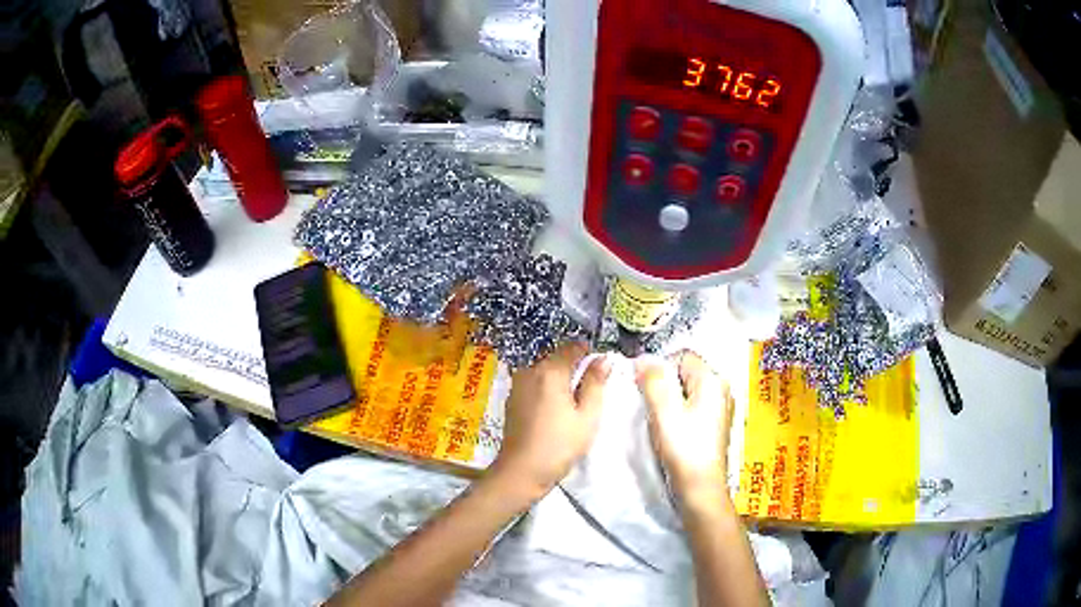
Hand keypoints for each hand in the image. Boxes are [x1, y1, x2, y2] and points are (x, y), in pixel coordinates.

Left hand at [491, 342, 611, 499]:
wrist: (522, 471)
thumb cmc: (560, 444)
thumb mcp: (587, 416)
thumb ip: (595, 384)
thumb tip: (603, 360)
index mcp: (550, 371)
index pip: (572, 347)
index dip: (588, 353)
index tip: (600, 369)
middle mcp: (530, 371)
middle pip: (556, 358)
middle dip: (574, 368)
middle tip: (589, 390)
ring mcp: (517, 385)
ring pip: (544, 372)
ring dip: (559, 380)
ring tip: (573, 403)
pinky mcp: (512, 399)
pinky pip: (534, 384)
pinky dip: (546, 390)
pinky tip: (554, 411)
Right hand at [635, 351, 733, 504]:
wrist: (701, 487)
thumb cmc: (683, 448)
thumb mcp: (663, 411)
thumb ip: (652, 381)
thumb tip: (642, 359)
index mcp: (713, 380)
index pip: (682, 355)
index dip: (661, 368)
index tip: (647, 390)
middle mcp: (721, 388)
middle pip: (686, 372)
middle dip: (665, 385)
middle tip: (653, 407)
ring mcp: (721, 407)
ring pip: (688, 390)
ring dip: (671, 400)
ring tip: (662, 421)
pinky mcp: (716, 424)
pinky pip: (694, 406)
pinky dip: (680, 413)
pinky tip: (673, 431)